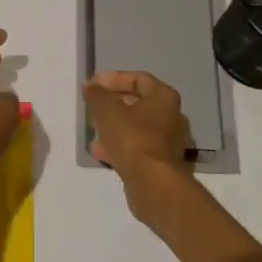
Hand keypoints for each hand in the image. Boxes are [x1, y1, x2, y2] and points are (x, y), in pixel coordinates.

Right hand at [82, 71, 192, 206]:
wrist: (152, 183)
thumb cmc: (132, 138)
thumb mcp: (107, 110)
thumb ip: (97, 95)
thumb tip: (90, 85)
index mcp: (163, 97)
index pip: (138, 79)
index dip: (114, 79)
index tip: (93, 85)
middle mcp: (170, 116)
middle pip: (137, 103)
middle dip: (112, 104)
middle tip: (92, 107)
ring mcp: (166, 141)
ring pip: (135, 127)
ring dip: (112, 126)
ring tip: (92, 130)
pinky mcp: (159, 162)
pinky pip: (136, 146)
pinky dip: (119, 145)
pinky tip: (100, 151)